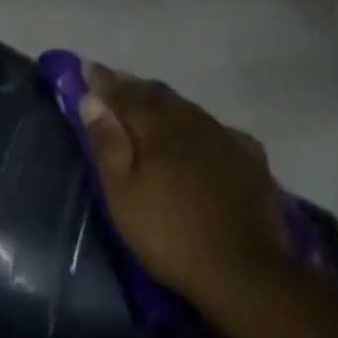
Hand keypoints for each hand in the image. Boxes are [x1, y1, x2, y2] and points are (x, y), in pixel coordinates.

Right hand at [77, 62, 288, 312]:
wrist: (242, 268)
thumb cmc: (168, 234)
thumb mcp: (123, 195)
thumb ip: (107, 145)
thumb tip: (92, 101)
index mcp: (159, 130)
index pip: (126, 96)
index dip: (104, 83)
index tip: (87, 68)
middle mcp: (194, 124)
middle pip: (160, 98)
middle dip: (134, 89)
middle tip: (115, 83)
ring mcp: (227, 140)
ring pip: (190, 111)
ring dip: (166, 104)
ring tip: (151, 103)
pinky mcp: (251, 160)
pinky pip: (218, 130)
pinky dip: (199, 125)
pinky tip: (201, 133)